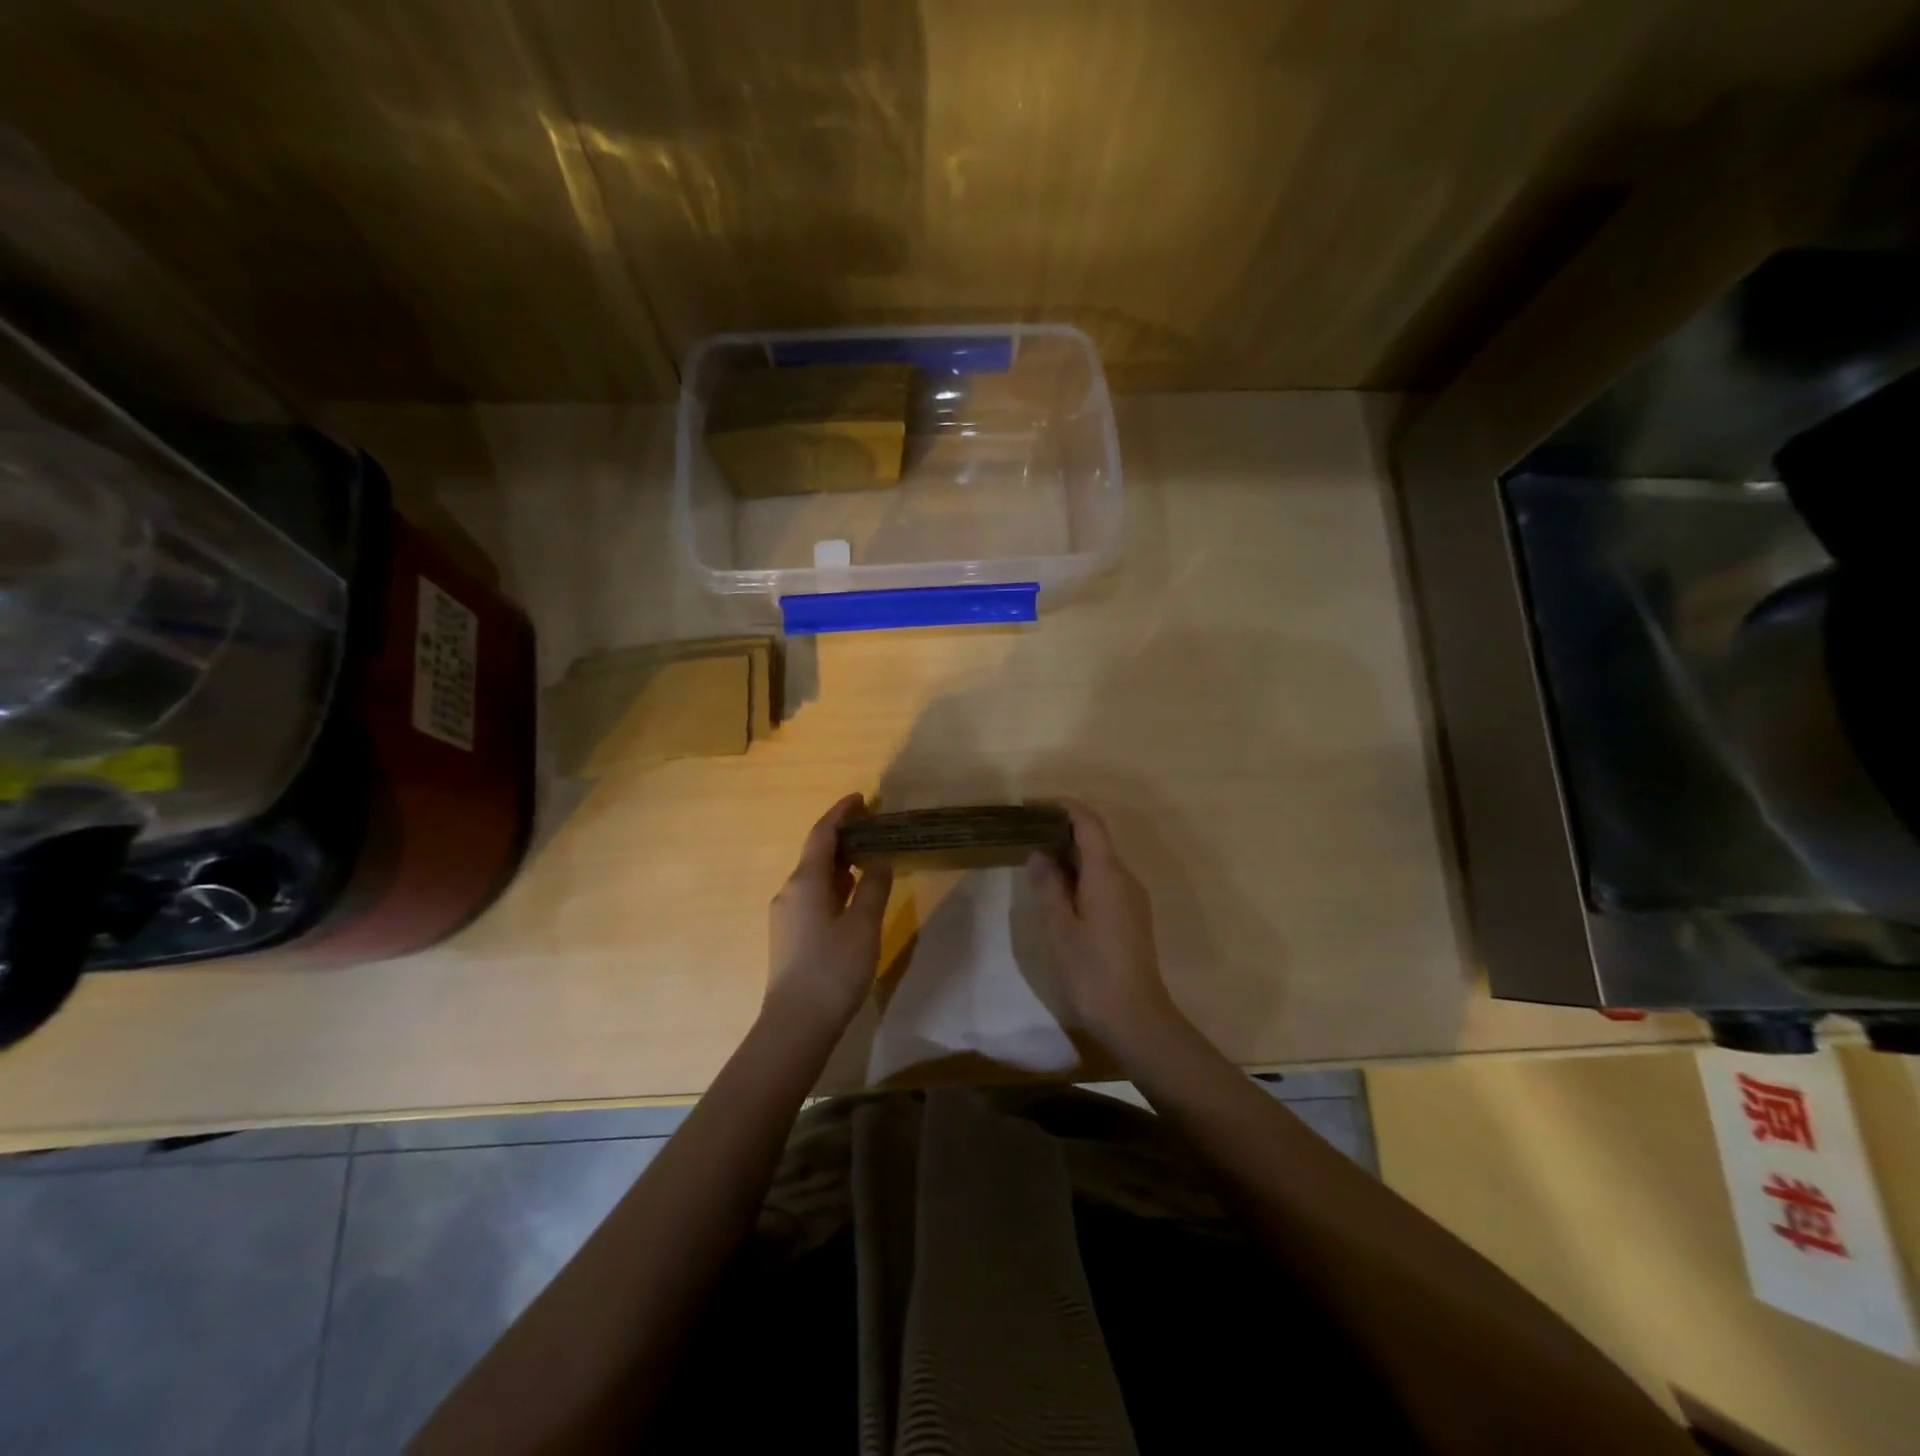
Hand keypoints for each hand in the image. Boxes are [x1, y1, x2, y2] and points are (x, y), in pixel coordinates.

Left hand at [765, 793, 893, 1033]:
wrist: (796, 1024)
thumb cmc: (833, 969)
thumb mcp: (863, 925)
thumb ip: (873, 887)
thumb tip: (879, 860)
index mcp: (805, 881)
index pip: (822, 834)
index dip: (841, 813)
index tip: (862, 799)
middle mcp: (790, 891)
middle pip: (816, 852)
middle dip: (843, 836)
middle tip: (874, 827)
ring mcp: (786, 914)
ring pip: (814, 876)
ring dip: (839, 861)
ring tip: (869, 855)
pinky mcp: (789, 934)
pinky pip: (812, 895)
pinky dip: (834, 884)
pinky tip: (852, 893)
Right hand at [1028, 799, 1182, 1050]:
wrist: (1135, 1017)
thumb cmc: (1092, 971)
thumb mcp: (1060, 928)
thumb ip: (1048, 885)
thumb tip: (1039, 853)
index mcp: (1107, 874)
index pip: (1089, 823)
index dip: (1063, 807)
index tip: (1032, 805)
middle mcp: (1125, 877)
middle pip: (1095, 839)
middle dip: (1061, 830)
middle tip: (1025, 833)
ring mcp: (1131, 897)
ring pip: (1099, 861)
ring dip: (1069, 854)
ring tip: (1035, 859)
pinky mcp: (1131, 915)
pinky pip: (1104, 880)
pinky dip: (1080, 874)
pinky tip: (1058, 890)